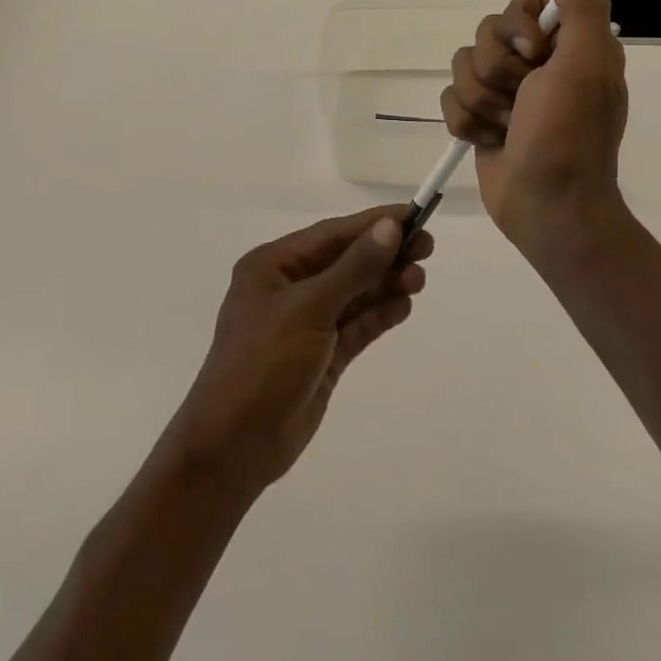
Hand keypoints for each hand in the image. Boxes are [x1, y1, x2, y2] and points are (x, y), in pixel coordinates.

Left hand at [165, 206, 432, 492]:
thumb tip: (390, 227)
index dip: (373, 224)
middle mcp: (289, 288)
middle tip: (427, 247)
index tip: (414, 214)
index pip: (332, 234)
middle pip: (346, 262)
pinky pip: (356, 325)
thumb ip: (353, 268)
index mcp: (273, 265)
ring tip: (419, 279)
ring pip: (355, 293)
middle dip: (384, 254)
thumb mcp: (309, 309)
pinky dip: (380, 314)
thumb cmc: (263, 363)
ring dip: (386, 284)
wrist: (234, 446)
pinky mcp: (322, 355)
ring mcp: (307, 323)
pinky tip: (404, 305)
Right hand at [441, 0, 629, 256]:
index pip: (525, 0)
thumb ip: (580, 8)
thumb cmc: (569, 135)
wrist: (548, 207)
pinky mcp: (480, 118)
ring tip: (507, 128)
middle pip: (486, 32)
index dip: (518, 23)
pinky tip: (490, 142)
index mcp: (567, 45)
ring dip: (482, 102)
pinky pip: (450, 98)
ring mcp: (506, 92)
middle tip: (522, 98)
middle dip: (497, 70)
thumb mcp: (584, 65)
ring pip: (463, 66)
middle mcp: (537, 63)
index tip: (534, 52)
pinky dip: (467, 123)